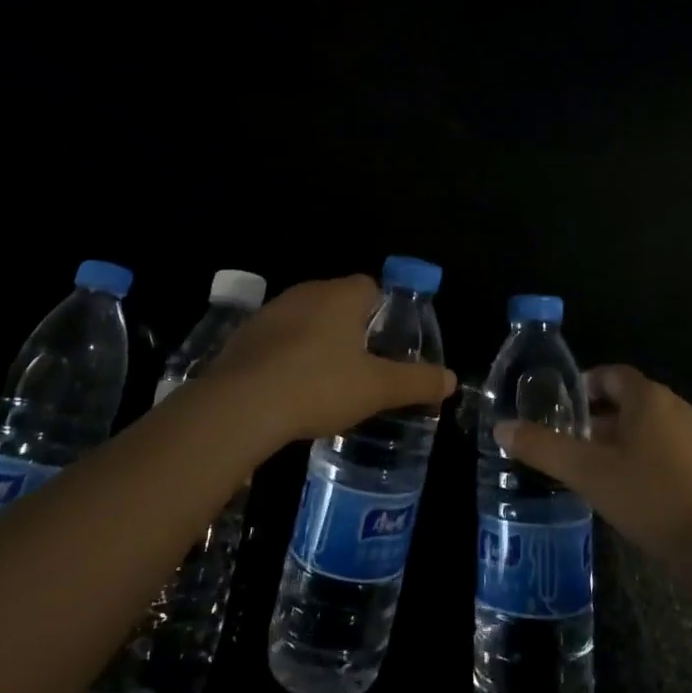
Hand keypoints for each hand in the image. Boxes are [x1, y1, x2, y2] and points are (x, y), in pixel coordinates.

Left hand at [203, 276, 455, 446]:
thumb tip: (451, 379)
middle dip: (352, 329)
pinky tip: (290, 390)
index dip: (383, 312)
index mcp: (341, 295)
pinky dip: (288, 357)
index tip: (386, 345)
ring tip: (327, 382)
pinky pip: (278, 339)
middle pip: (338, 302)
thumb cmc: (318, 386)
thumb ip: (416, 381)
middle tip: (362, 367)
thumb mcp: (377, 388)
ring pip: (306, 320)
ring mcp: (271, 312)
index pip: (371, 287)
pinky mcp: (245, 336)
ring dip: (318, 342)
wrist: (239, 406)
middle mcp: (307, 292)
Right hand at [496, 364, 691, 573]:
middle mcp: (674, 407)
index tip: (561, 409)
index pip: (611, 374)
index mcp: (648, 397)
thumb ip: (542, 447)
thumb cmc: (649, 497)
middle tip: (568, 439)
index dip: (584, 386)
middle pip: (628, 399)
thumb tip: (501, 427)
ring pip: (645, 426)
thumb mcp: (586, 472)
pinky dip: (639, 457)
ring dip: (617, 438)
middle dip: (596, 415)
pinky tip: (624, 488)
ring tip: (590, 466)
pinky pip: (663, 448)